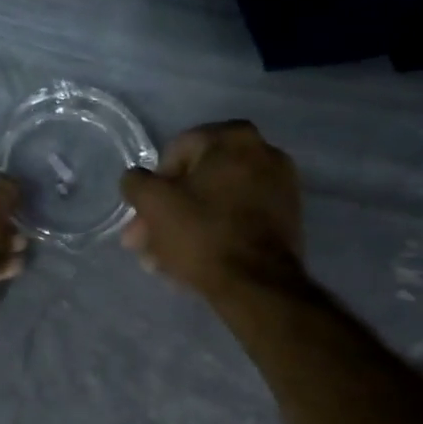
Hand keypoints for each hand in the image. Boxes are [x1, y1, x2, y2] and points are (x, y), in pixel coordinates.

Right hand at [120, 121, 303, 299]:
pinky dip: (214, 236)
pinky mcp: (286, 221)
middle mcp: (264, 153)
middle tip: (145, 243)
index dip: (153, 185)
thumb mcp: (154, 203)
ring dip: (185, 229)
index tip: (143, 216)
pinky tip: (191, 264)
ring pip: (216, 205)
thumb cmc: (202, 234)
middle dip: (168, 213)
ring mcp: (280, 188)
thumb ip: (136, 182)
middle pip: (198, 182)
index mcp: (234, 138)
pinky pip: (238, 221)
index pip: (176, 152)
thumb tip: (136, 181)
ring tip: (161, 262)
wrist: (257, 285)